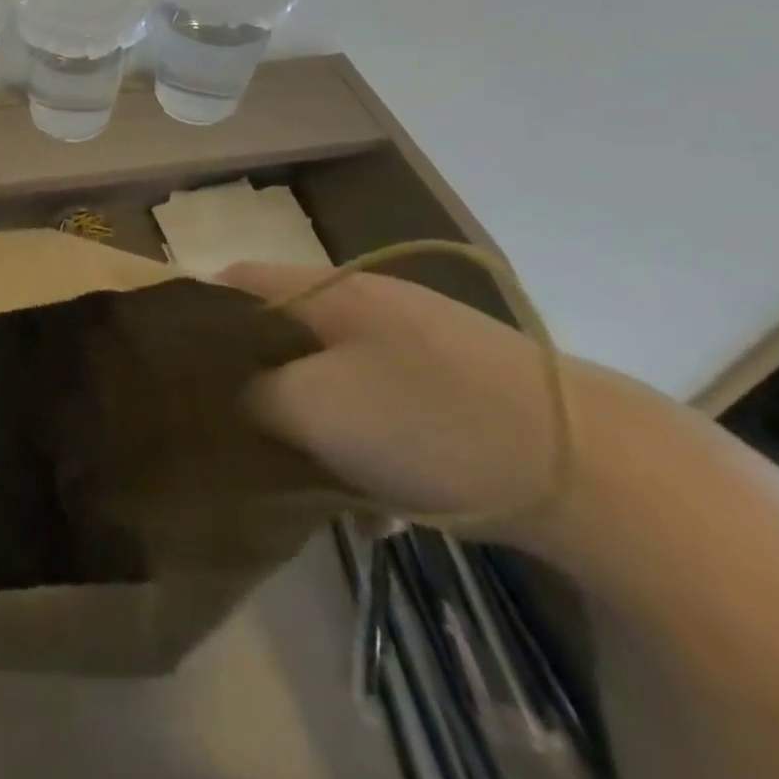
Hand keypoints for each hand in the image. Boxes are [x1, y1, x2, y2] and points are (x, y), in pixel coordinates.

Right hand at [219, 261, 576, 542]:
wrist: (603, 475)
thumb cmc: (427, 421)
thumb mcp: (310, 407)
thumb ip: (248, 391)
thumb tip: (224, 389)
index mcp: (328, 289)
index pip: (233, 281)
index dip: (196, 315)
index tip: (175, 367)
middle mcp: (369, 301)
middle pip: (282, 331)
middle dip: (254, 376)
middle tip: (236, 428)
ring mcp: (421, 340)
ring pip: (332, 372)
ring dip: (314, 418)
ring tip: (310, 474)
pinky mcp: (462, 385)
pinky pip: (384, 403)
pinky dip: (368, 441)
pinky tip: (379, 498)